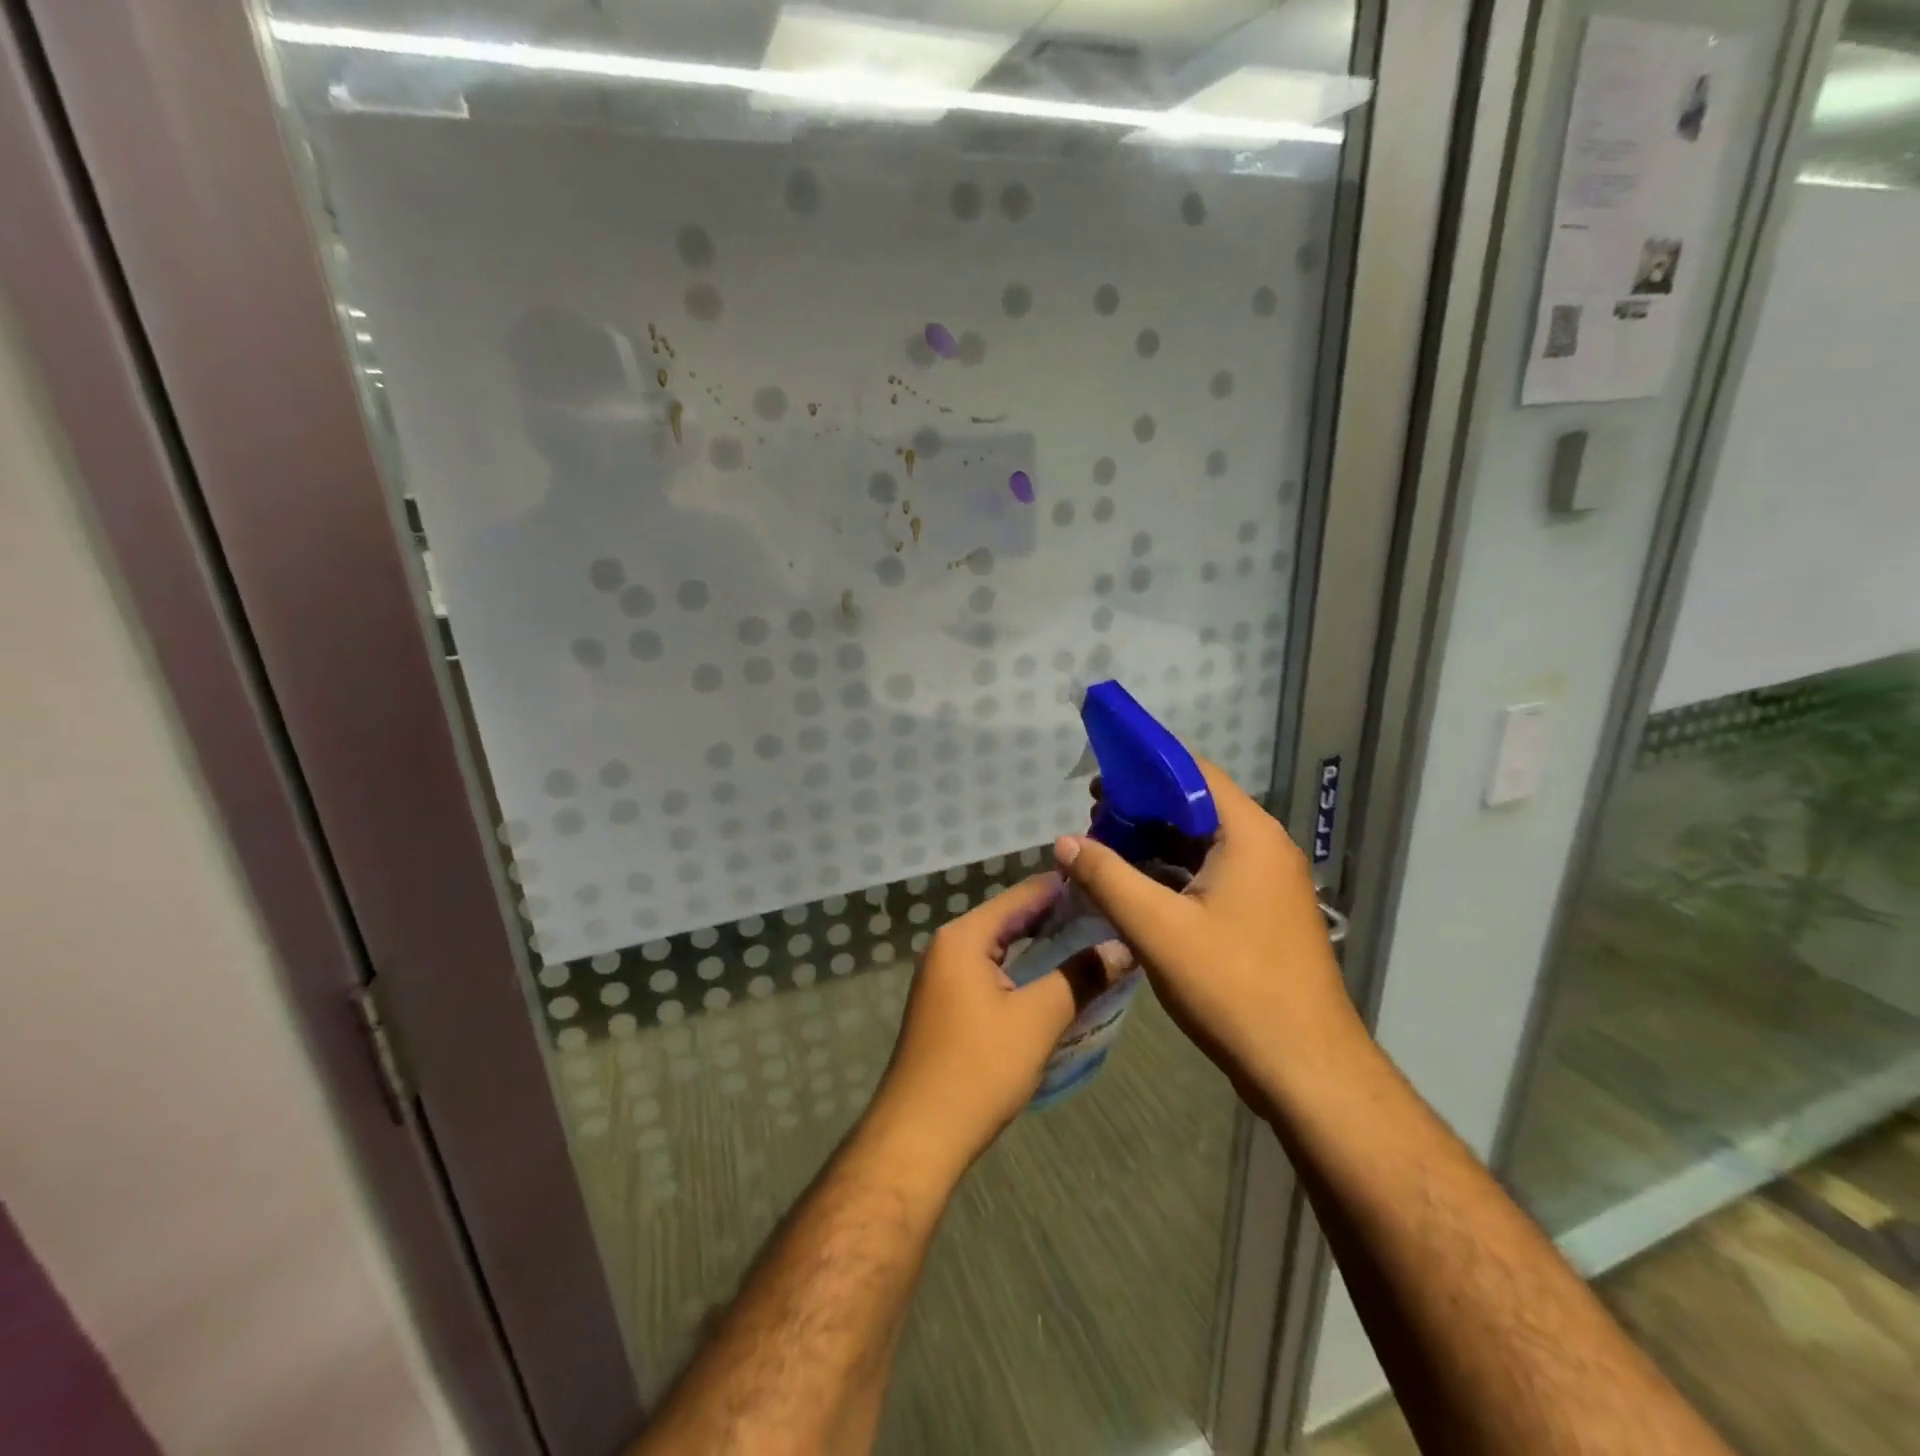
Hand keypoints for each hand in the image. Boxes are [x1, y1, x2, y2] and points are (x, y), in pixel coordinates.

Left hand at [865, 874, 1122, 1175]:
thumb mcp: (1037, 1020)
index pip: (1021, 895)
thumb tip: (1123, 948)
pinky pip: (991, 970)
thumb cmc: (978, 1069)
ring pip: (1001, 946)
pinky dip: (1023, 968)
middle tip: (1108, 915)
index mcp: (964, 937)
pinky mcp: (948, 1004)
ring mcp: (944, 976)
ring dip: (1041, 944)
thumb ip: (1081, 977)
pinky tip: (1054, 979)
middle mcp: (949, 946)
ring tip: (1090, 942)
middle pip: (1009, 917)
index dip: (1064, 888)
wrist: (919, 1135)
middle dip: (1056, 916)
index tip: (1107, 885)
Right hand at [1052, 759, 1358, 1105]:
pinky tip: (1136, 890)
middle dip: (1142, 810)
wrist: (1305, 1069)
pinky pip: (1212, 875)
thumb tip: (1063, 842)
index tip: (1099, 782)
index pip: (1194, 773)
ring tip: (1105, 853)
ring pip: (1202, 844)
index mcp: (1249, 835)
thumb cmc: (1232, 987)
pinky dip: (1173, 874)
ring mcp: (1267, 884)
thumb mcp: (1157, 928)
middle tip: (1093, 822)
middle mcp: (1264, 848)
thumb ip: (1106, 877)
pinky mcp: (1262, 915)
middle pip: (1197, 807)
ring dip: (1154, 844)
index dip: (1144, 769)